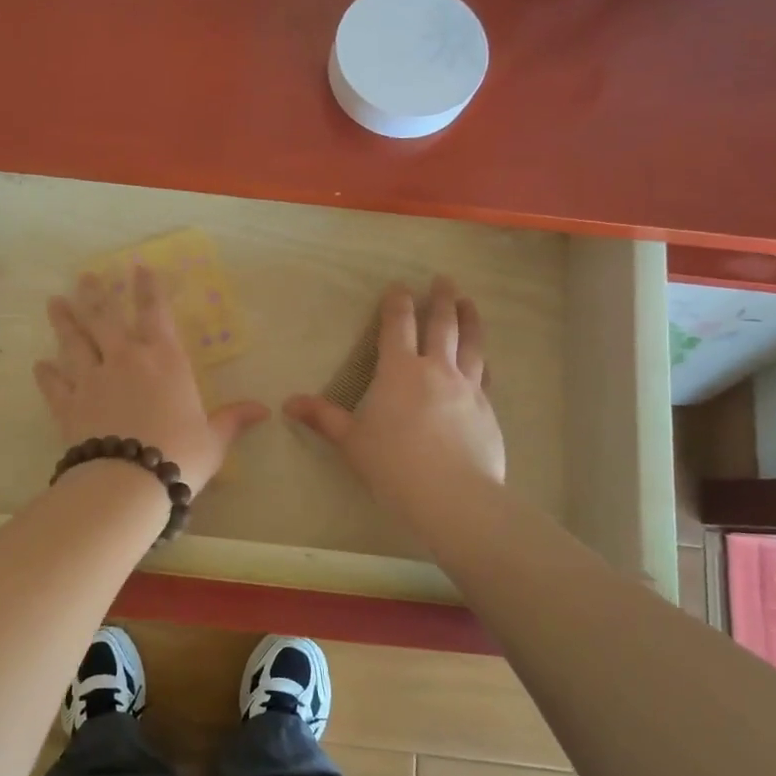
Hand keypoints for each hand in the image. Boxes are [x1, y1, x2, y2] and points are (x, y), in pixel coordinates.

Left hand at [35, 266, 268, 494]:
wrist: (128, 481)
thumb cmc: (179, 455)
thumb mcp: (213, 439)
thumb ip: (233, 419)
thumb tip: (264, 409)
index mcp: (164, 360)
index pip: (155, 312)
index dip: (147, 287)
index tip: (138, 266)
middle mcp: (125, 359)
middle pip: (105, 319)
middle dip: (95, 294)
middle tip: (84, 276)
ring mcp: (92, 379)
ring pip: (74, 342)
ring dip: (64, 321)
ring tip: (55, 303)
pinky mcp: (68, 404)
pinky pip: (55, 384)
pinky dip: (47, 374)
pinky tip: (40, 365)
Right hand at [284, 276, 505, 517]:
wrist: (454, 496)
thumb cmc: (393, 465)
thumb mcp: (351, 442)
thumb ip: (324, 418)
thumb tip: (288, 403)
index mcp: (399, 371)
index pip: (397, 326)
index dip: (397, 303)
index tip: (400, 285)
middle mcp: (436, 370)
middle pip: (442, 325)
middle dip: (441, 299)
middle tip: (444, 279)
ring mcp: (467, 388)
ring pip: (471, 343)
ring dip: (469, 319)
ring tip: (469, 303)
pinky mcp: (487, 410)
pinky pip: (485, 375)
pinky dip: (482, 360)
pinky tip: (484, 360)